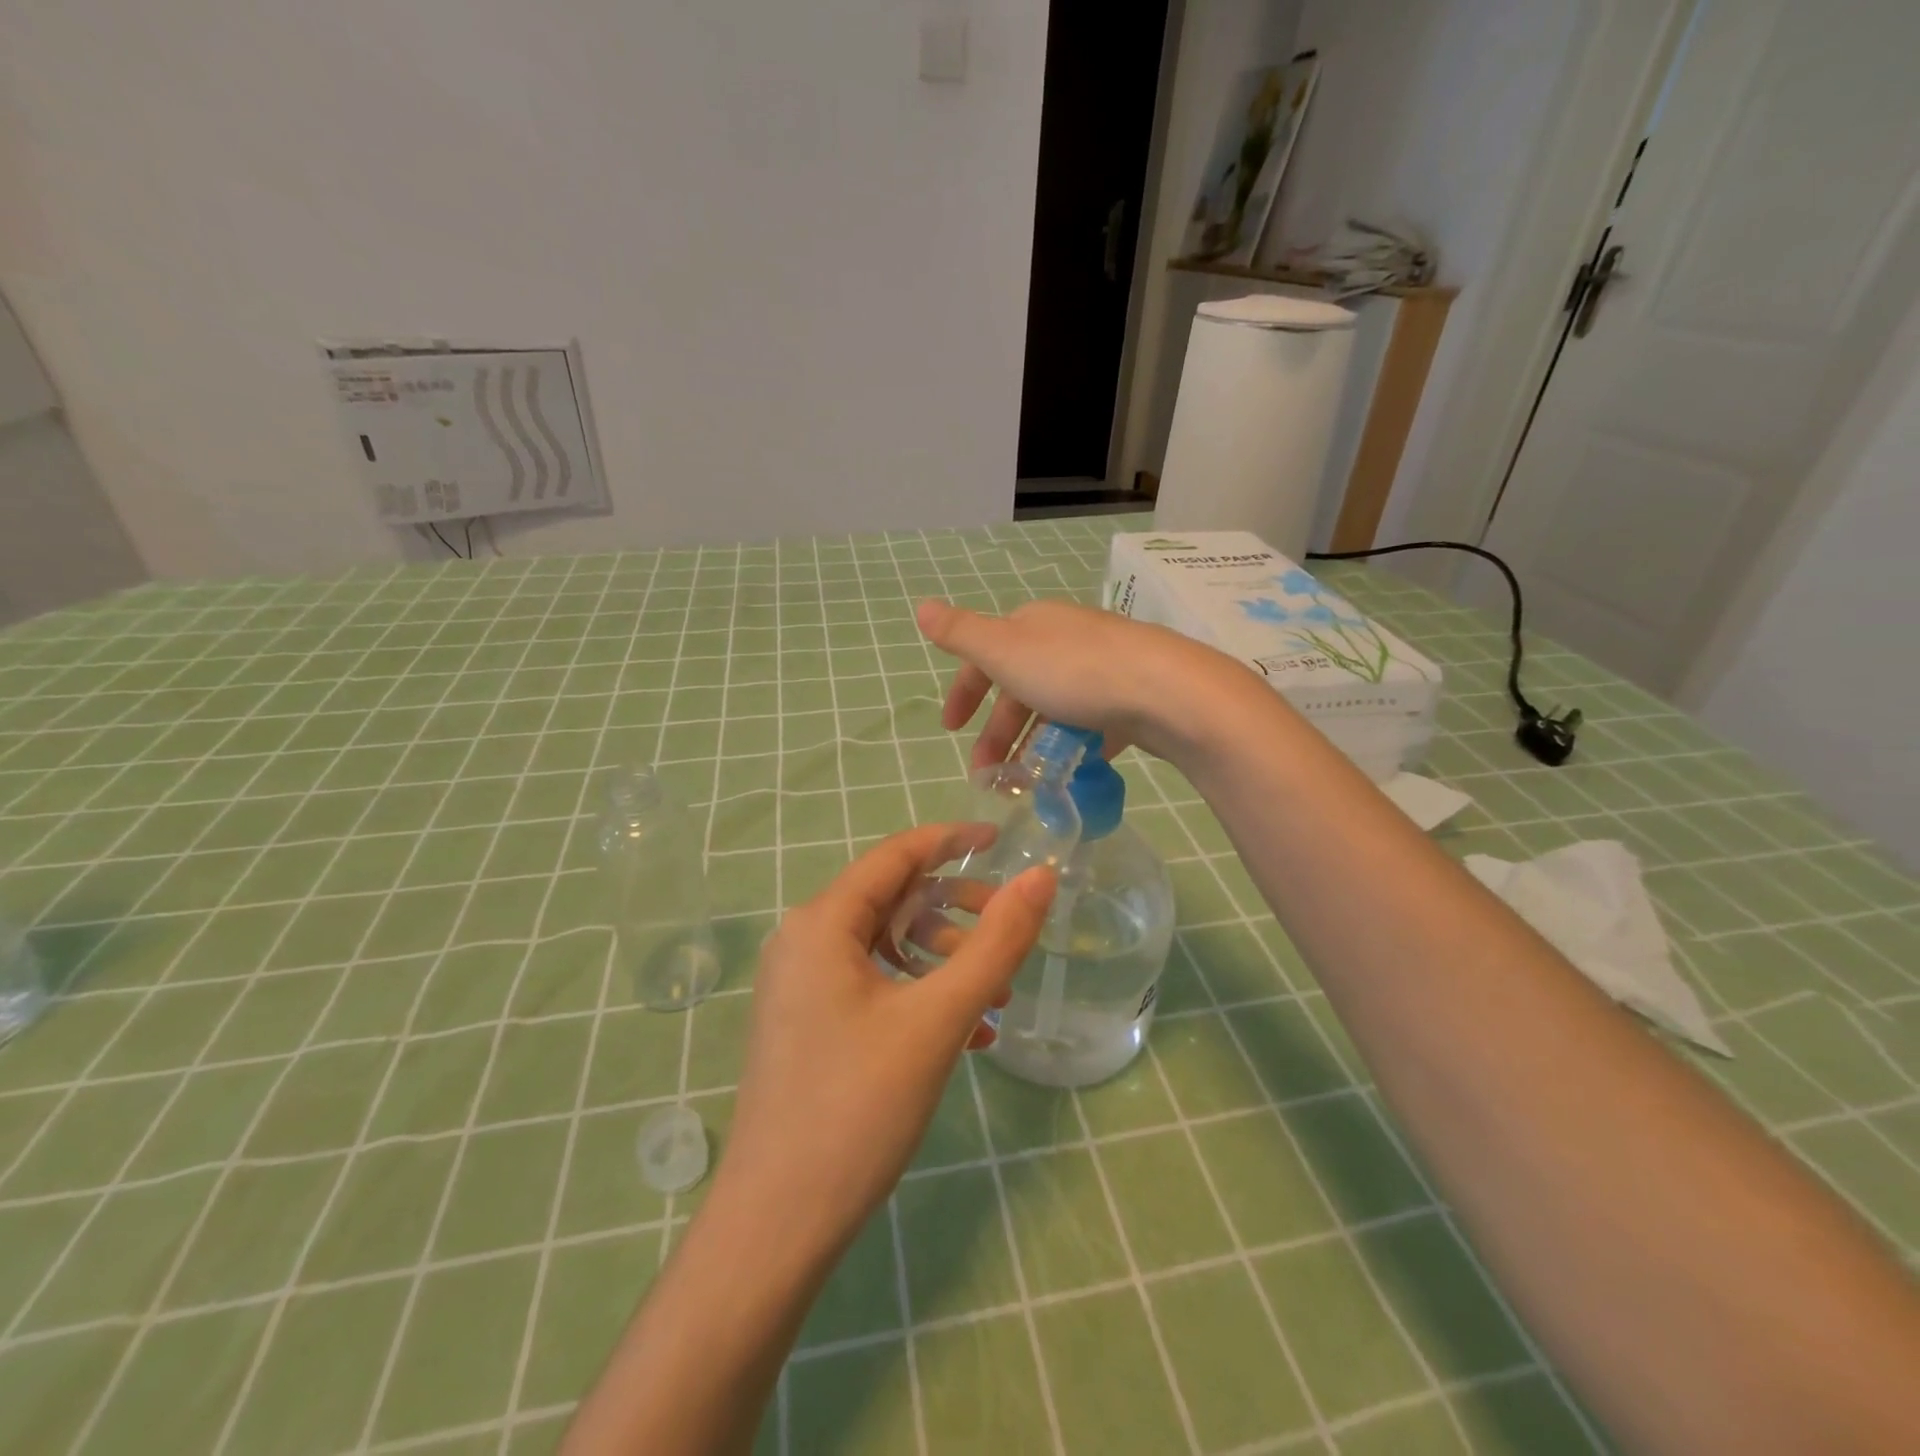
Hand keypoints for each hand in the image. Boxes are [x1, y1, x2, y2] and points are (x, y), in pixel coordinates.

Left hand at [713, 825, 1056, 1254]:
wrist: (777, 1224)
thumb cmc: (858, 1107)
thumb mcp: (939, 1018)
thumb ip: (997, 943)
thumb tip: (1040, 878)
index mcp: (822, 922)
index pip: (896, 855)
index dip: (952, 840)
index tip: (1002, 843)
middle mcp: (804, 940)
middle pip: (892, 899)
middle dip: (956, 912)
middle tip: (1009, 933)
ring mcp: (801, 984)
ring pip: (886, 945)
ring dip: (943, 960)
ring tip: (993, 996)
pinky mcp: (807, 1022)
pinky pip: (872, 984)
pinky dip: (919, 994)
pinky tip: (965, 1032)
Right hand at [916, 597, 1240, 769]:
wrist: (1165, 690)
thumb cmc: (1073, 671)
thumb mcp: (1005, 651)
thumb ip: (961, 635)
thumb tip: (921, 606)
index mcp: (1034, 626)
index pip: (986, 655)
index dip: (965, 691)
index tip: (951, 730)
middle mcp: (1068, 639)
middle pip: (1021, 686)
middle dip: (998, 731)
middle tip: (988, 775)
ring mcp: (1104, 667)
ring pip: (1056, 707)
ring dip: (1033, 744)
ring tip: (1025, 784)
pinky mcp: (1132, 696)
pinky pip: (1092, 721)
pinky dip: (1075, 744)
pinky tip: (1073, 768)